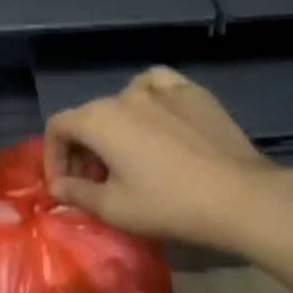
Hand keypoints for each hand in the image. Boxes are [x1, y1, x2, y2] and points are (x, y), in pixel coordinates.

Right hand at [44, 66, 283, 249]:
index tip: (66, 186)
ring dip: (114, 127)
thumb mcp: (114, 208)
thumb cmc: (168, 204)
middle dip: (83, 149)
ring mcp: (162, 89)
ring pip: (122, 100)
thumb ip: (77, 193)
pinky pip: (158, 85)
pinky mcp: (193, 93)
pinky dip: (148, 97)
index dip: (54, 157)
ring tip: (126, 154)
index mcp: (99, 119)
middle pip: (89, 116)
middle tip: (96, 182)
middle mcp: (126, 95)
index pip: (59, 127)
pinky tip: (156, 116)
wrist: (239, 197)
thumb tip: (58, 186)